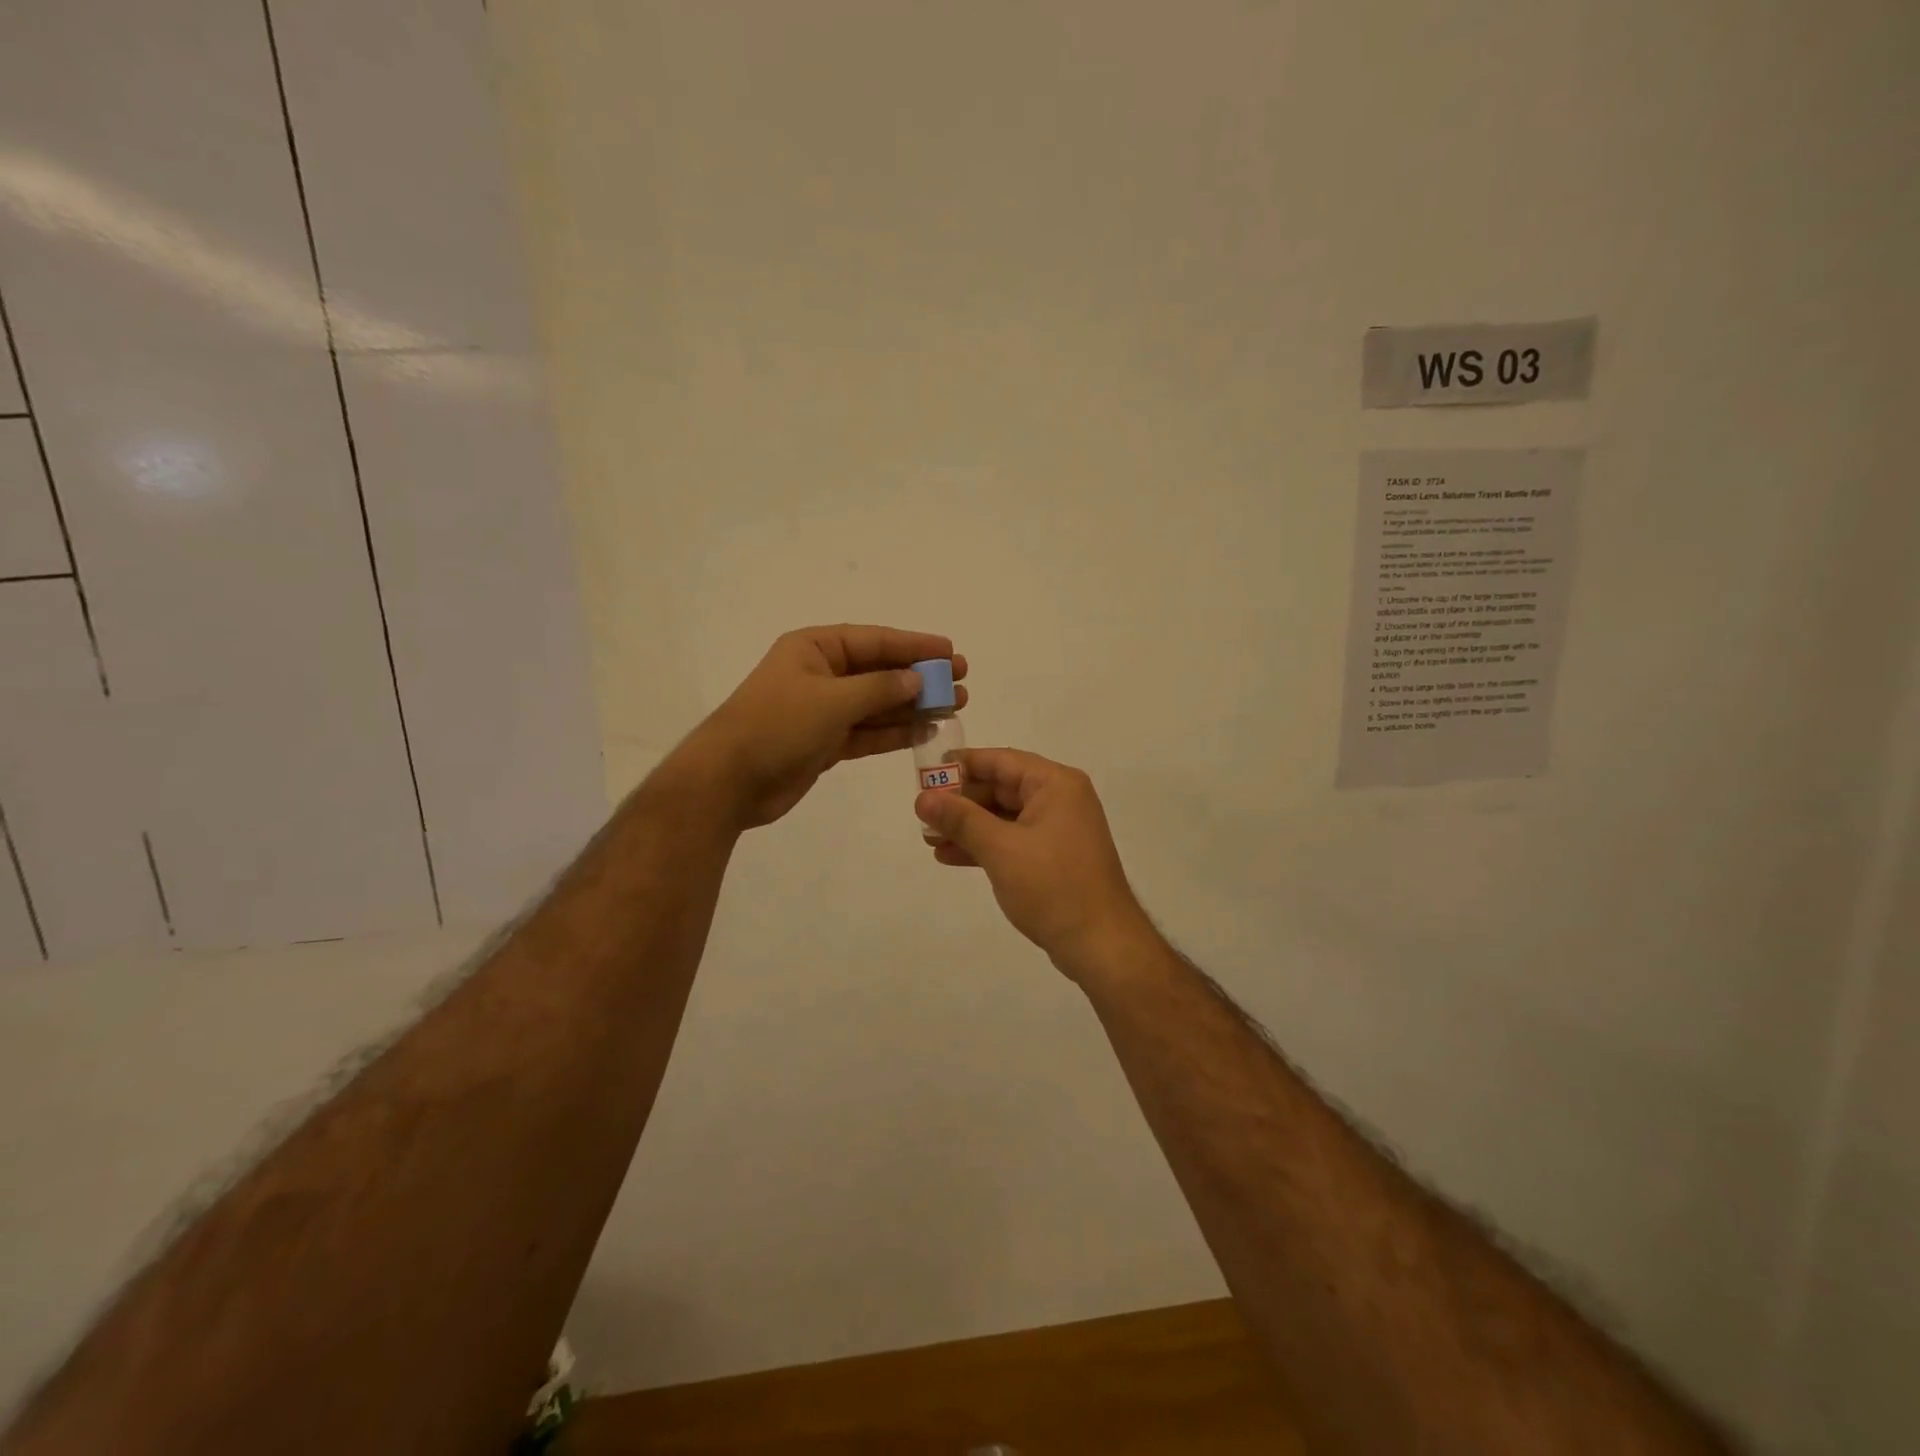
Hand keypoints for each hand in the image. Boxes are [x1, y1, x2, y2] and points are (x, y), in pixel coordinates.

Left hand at [685, 625, 966, 829]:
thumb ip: (879, 688)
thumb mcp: (832, 700)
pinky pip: (868, 732)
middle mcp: (821, 675)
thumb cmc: (777, 726)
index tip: (950, 650)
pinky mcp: (825, 743)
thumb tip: (916, 678)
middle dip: (920, 677)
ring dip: (913, 706)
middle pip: (879, 671)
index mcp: (815, 649)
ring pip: (878, 704)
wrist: (729, 781)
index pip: (874, 641)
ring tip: (953, 706)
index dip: (914, 645)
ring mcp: (824, 710)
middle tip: (960, 682)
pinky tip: (925, 731)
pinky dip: (894, 732)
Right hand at [914, 748, 1152, 977]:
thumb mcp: (1000, 849)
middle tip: (922, 813)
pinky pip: (1012, 840)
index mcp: (1055, 784)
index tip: (924, 773)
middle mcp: (1060, 799)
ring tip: (928, 838)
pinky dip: (984, 846)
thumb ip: (960, 819)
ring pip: (1003, 817)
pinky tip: (950, 856)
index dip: (961, 765)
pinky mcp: (1053, 857)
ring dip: (967, 826)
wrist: (1101, 945)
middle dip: (960, 801)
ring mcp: (1058, 830)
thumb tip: (922, 797)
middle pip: (1001, 787)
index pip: (1000, 760)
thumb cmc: (1053, 887)